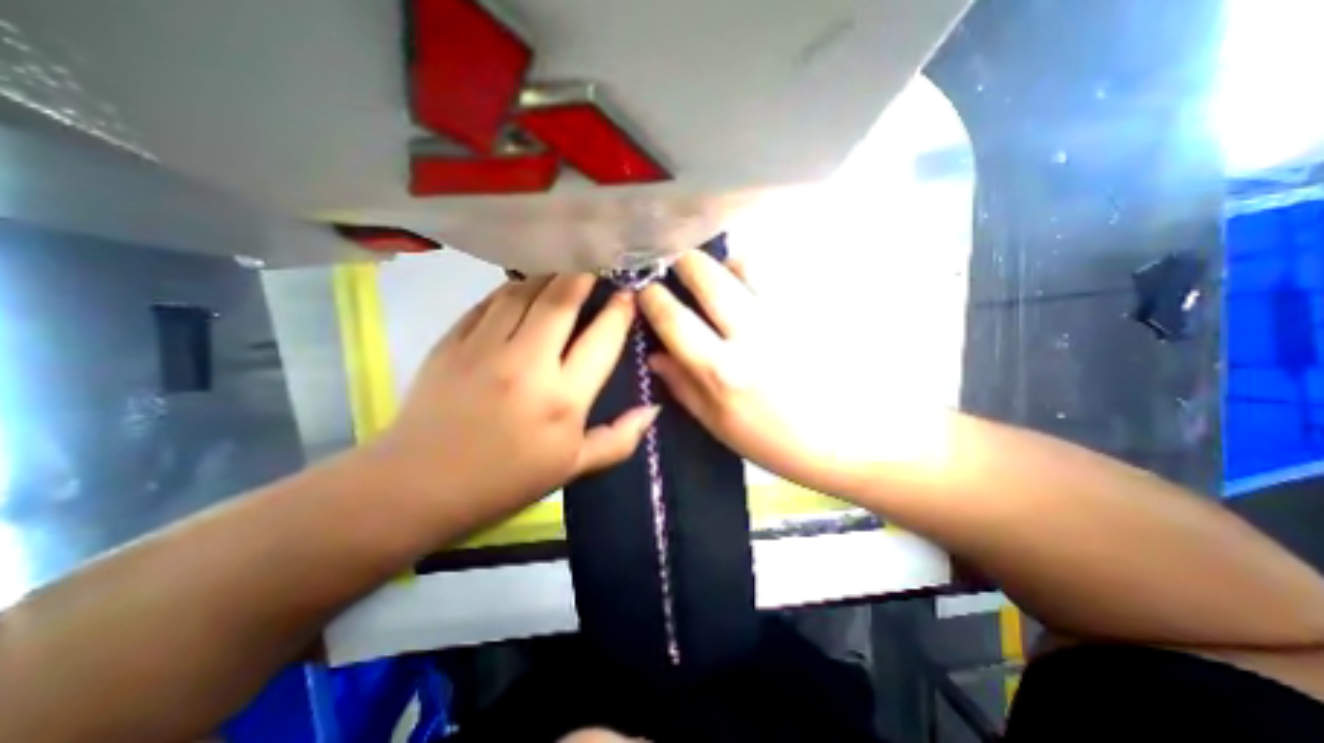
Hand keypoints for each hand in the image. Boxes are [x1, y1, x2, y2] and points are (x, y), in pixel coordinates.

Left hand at [369, 275, 659, 525]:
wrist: (419, 486)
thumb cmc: (506, 480)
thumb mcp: (573, 467)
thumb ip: (619, 439)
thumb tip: (653, 410)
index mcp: (563, 399)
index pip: (602, 339)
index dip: (619, 311)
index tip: (628, 294)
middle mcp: (528, 364)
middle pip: (562, 300)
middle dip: (584, 275)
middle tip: (596, 264)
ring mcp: (485, 348)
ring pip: (524, 291)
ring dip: (548, 275)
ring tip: (563, 271)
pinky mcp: (452, 342)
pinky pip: (490, 301)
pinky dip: (511, 289)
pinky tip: (521, 289)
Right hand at [640, 247, 889, 492]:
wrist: (857, 441)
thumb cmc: (781, 443)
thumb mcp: (722, 426)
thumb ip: (684, 388)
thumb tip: (655, 356)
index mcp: (723, 370)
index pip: (674, 319)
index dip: (653, 298)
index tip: (644, 288)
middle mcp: (751, 334)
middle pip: (709, 276)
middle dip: (684, 261)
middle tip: (676, 263)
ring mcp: (787, 316)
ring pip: (748, 264)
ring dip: (726, 262)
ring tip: (722, 273)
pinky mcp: (813, 310)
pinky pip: (779, 276)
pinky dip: (759, 273)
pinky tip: (756, 287)